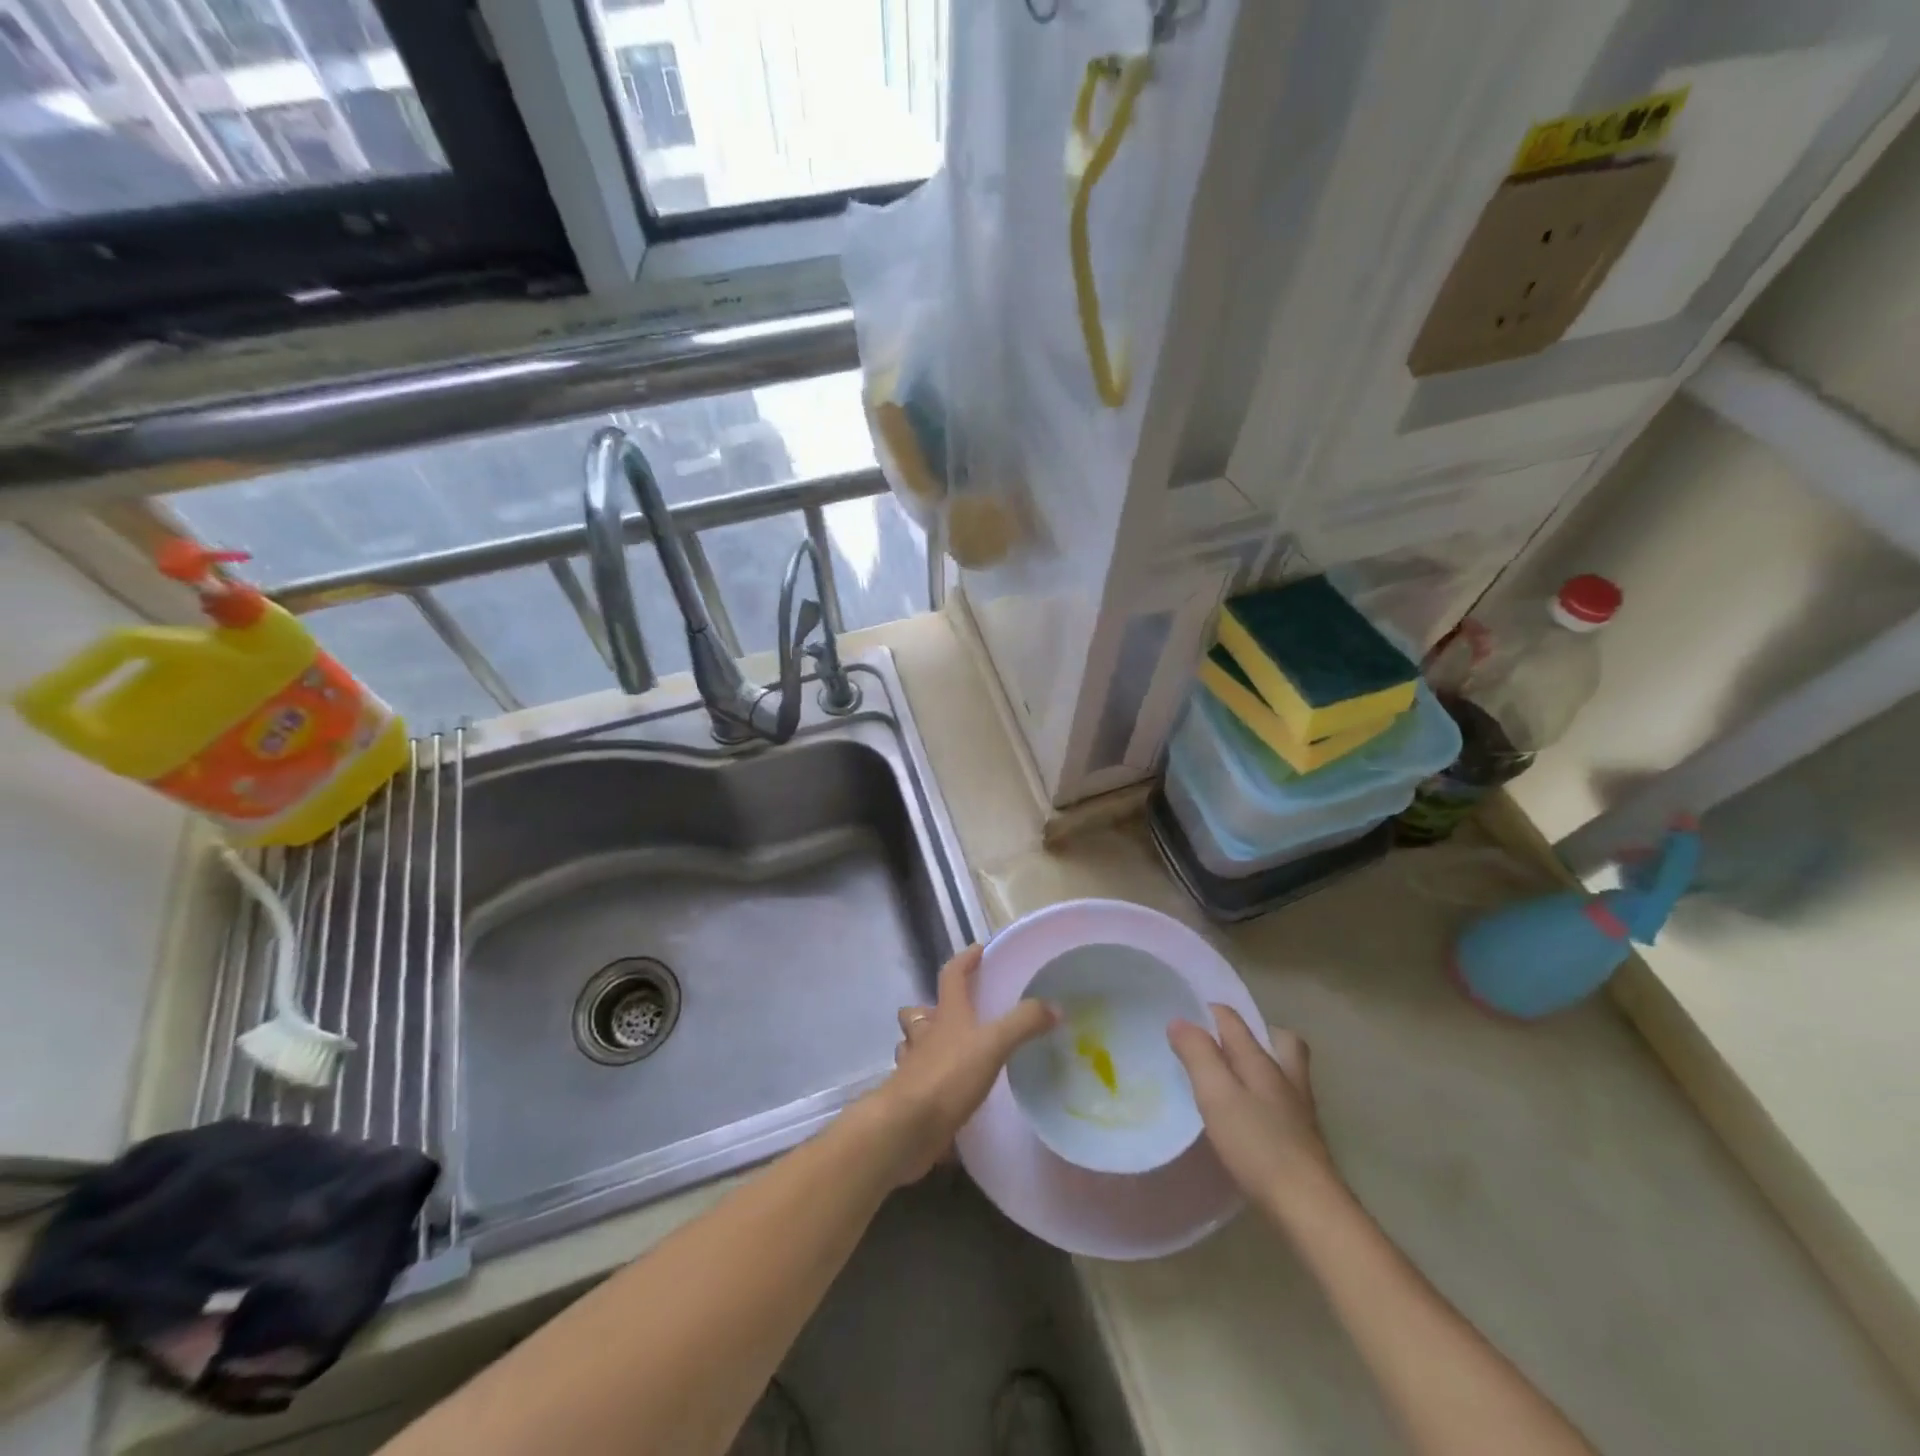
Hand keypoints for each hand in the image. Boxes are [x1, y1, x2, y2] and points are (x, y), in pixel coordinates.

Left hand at [879, 944, 1055, 1182]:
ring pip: (914, 1044)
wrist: (907, 1127)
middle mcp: (926, 1035)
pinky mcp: (911, 1097)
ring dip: (927, 1043)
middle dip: (933, 1008)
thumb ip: (1024, 1023)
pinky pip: (919, 1080)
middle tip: (958, 1014)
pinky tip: (948, 1090)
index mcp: (946, 1014)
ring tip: (953, 1051)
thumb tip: (1055, 1006)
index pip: (951, 974)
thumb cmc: (948, 1076)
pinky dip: (930, 1080)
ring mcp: (914, 1066)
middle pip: (920, 1011)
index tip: (979, 950)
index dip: (964, 960)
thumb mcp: (993, 1044)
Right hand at [1169, 1006, 1334, 1212]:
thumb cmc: (1258, 1145)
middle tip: (1222, 1043)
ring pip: (1283, 1072)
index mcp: (1262, 1062)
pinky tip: (1247, 1117)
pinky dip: (1264, 1097)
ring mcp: (1298, 1111)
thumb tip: (1180, 1020)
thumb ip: (1198, 1055)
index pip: (1234, 1021)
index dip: (1208, 1010)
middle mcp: (1285, 1078)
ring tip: (1230, 1077)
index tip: (1183, 1014)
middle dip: (1252, 1034)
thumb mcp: (1217, 1094)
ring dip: (1259, 1066)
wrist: (1309, 1208)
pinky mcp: (1302, 1140)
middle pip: (1278, 1041)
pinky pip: (1281, 1102)